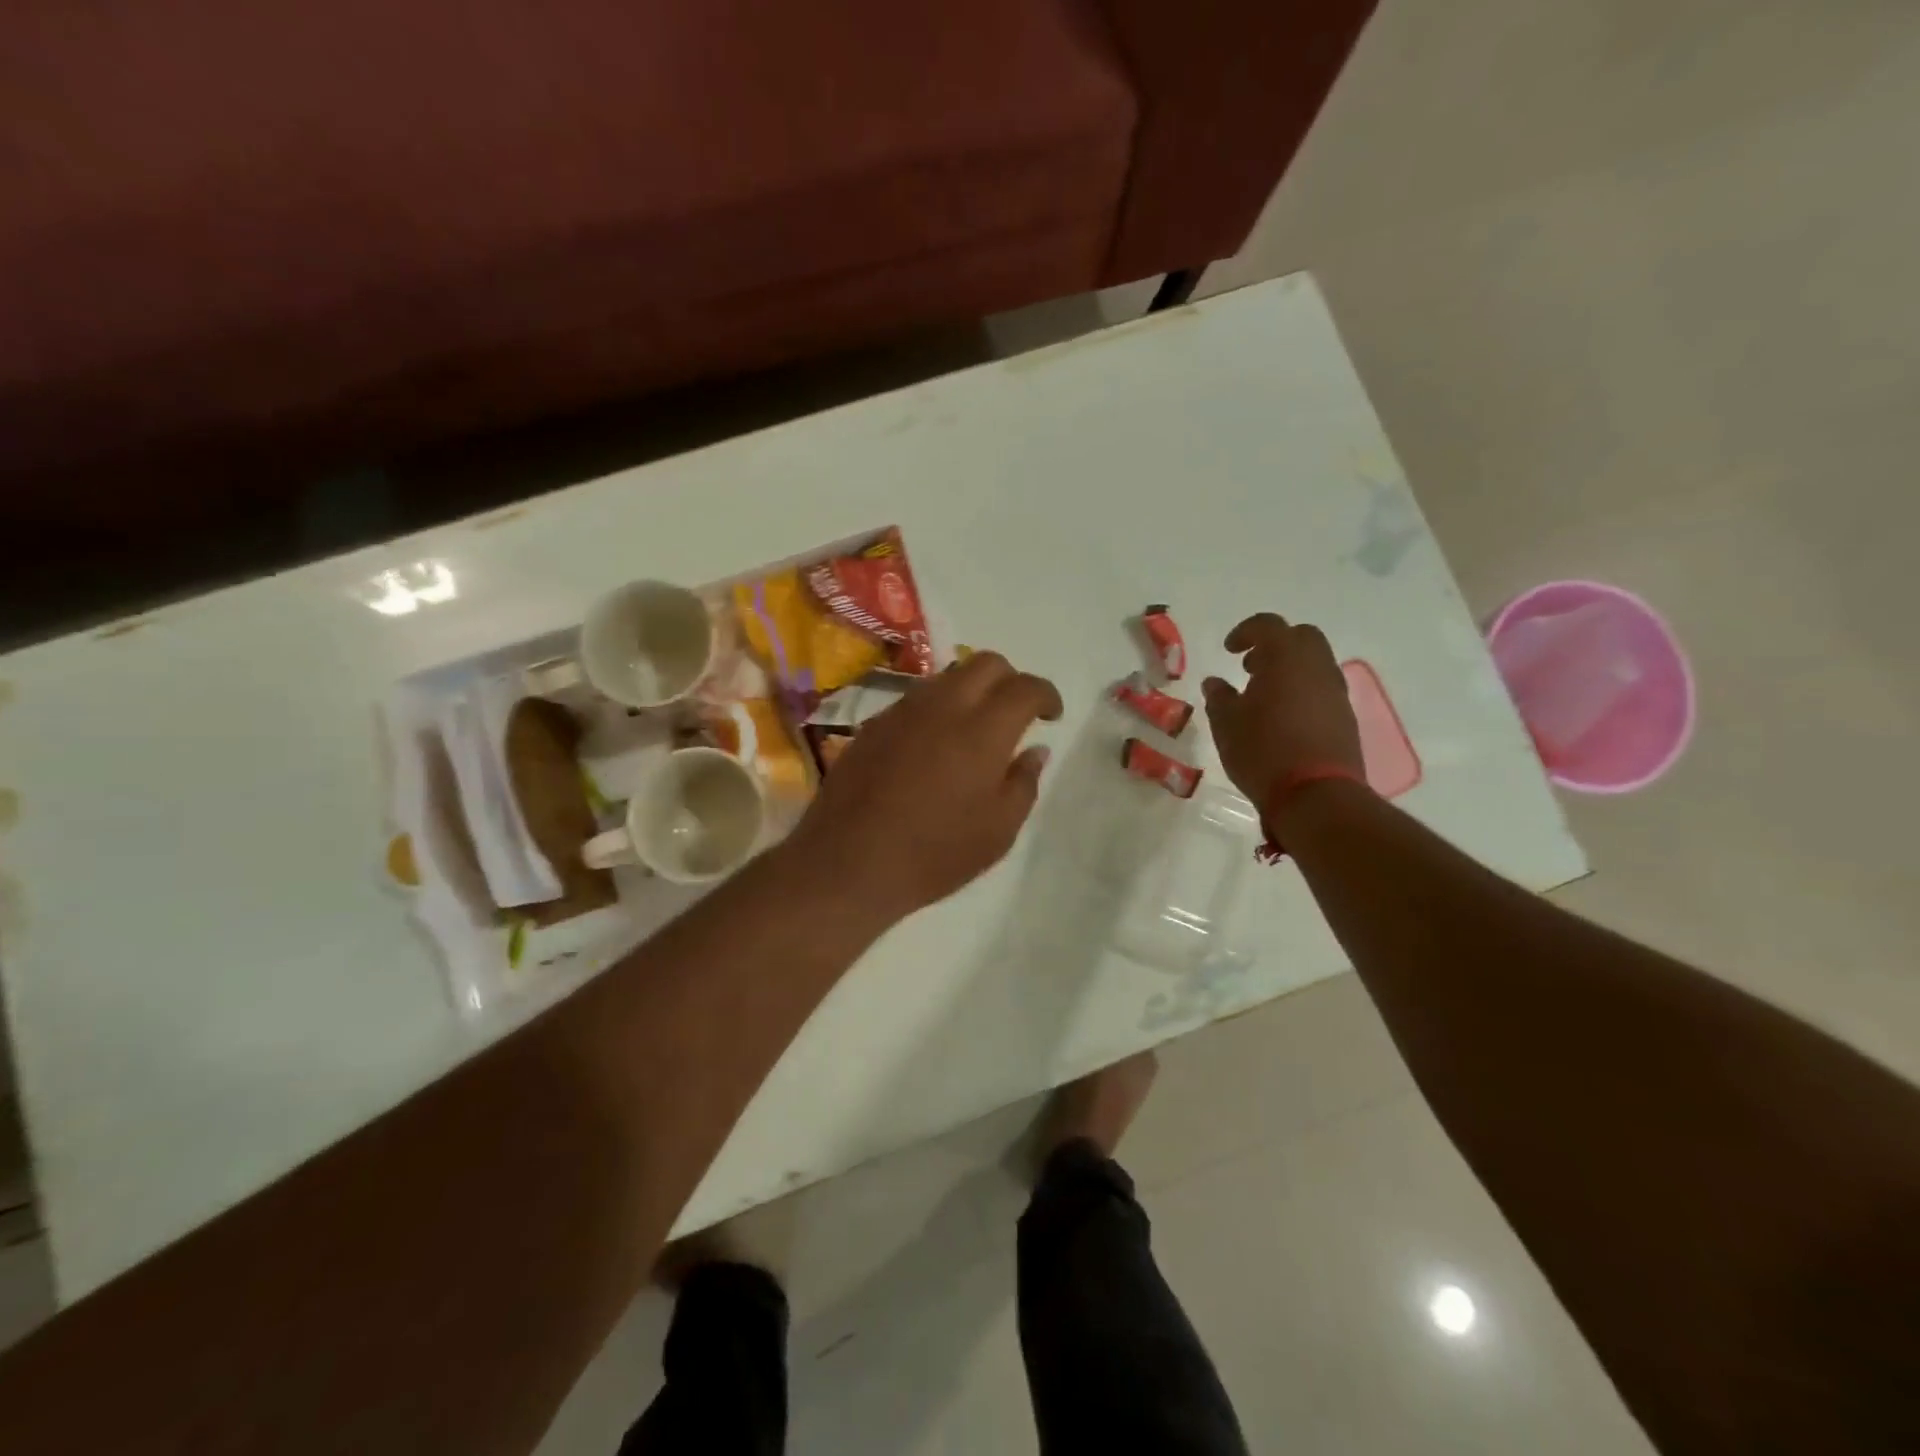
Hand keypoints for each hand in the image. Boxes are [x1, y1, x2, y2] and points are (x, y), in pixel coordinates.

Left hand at [788, 652, 1062, 920]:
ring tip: (975, 728)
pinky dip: (937, 708)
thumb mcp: (998, 831)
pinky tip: (933, 744)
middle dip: (1011, 679)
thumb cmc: (934, 854)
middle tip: (1017, 713)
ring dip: (972, 690)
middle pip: (986, 663)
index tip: (1052, 715)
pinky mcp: (873, 724)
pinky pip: (916, 698)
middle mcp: (943, 706)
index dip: (1046, 695)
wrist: (848, 863)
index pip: (1024, 687)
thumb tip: (1035, 750)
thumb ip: (1023, 782)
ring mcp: (902, 711)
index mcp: (982, 730)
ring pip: (947, 676)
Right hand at [1201, 613, 1361, 816]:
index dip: (1246, 632)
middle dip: (1275, 644)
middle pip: (1300, 637)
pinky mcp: (1346, 716)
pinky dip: (1303, 690)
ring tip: (1264, 695)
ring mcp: (1336, 691)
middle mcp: (1317, 666)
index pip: (1268, 625)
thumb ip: (1219, 697)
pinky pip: (1322, 688)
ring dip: (1290, 668)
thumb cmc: (1262, 752)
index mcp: (1285, 658)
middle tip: (1250, 667)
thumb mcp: (1226, 724)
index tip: (1229, 649)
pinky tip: (1283, 717)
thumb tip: (1215, 683)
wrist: (1316, 796)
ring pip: (1315, 662)